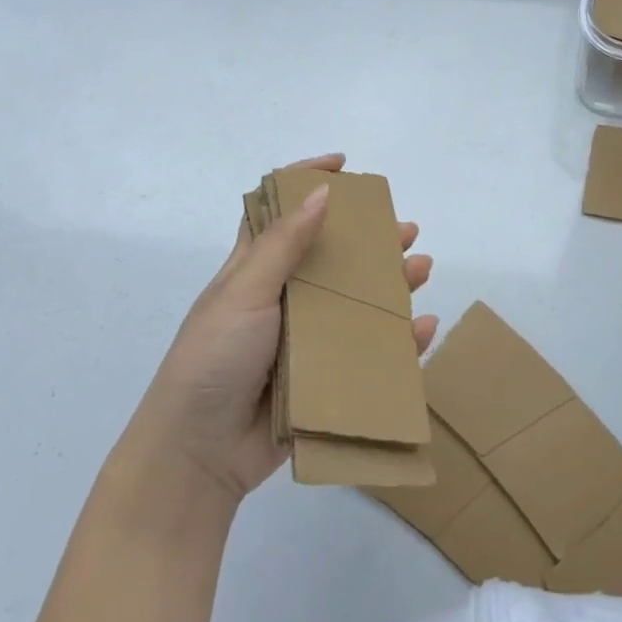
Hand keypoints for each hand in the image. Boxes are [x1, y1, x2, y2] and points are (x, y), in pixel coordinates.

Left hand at [132, 154, 436, 502]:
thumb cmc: (212, 360)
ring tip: (422, 268)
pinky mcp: (323, 377)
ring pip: (357, 300)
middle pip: (333, 255)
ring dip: (392, 283)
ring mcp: (305, 338)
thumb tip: (322, 193)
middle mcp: (283, 297)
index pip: (280, 211)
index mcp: (255, 269)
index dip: (307, 180)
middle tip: (405, 230)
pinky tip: (422, 327)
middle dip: (370, 238)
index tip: (344, 165)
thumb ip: (283, 245)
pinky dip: (399, 340)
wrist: (199, 455)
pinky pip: (369, 352)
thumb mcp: (243, 293)